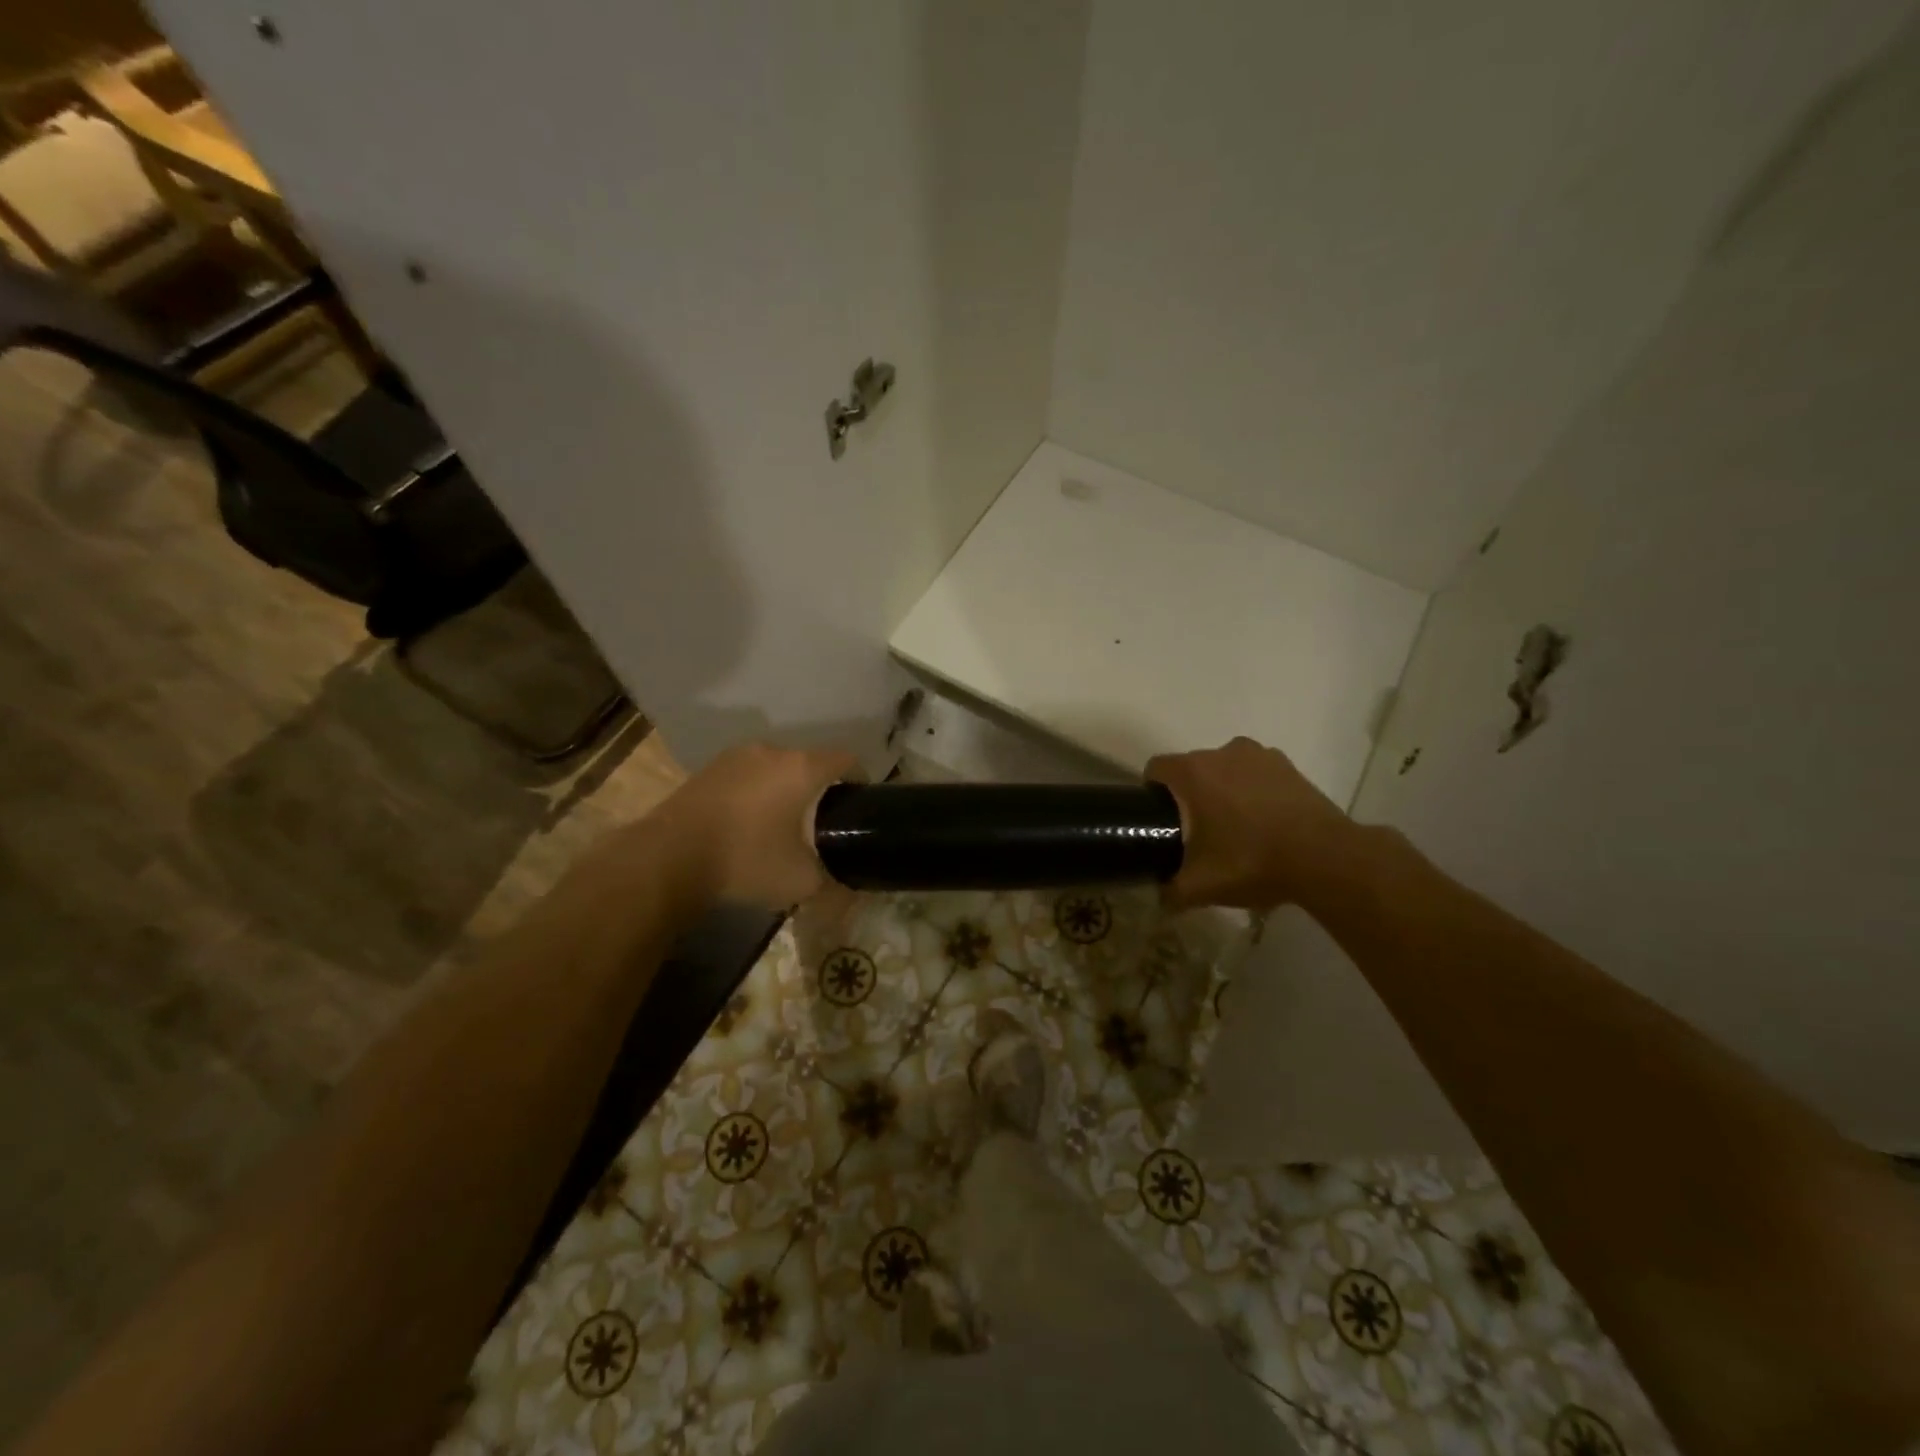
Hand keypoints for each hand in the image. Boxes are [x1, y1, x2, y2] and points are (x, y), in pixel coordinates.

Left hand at [649, 742, 859, 908]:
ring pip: (775, 768)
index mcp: (802, 768)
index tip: (858, 805)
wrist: (668, 859)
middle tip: (821, 822)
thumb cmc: (746, 860)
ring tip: (782, 824)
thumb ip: (833, 883)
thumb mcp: (801, 882)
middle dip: (818, 788)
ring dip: (784, 789)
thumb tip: (851, 892)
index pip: (846, 759)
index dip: (859, 780)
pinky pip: (746, 776)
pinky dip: (755, 793)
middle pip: (809, 762)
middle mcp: (772, 751)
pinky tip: (747, 823)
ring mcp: (735, 757)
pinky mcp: (708, 770)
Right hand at [1146, 736, 1358, 910]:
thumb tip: (1159, 898)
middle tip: (1196, 832)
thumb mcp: (1202, 886)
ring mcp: (1259, 755)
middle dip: (1189, 795)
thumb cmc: (1253, 861)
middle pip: (1192, 768)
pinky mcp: (1288, 766)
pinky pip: (1255, 772)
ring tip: (1234, 826)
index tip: (1160, 819)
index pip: (1156, 769)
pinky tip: (1264, 822)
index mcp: (1194, 772)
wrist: (1326, 858)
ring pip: (1225, 768)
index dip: (1152, 792)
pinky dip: (1252, 790)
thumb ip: (1170, 892)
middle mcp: (1223, 752)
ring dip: (1222, 789)